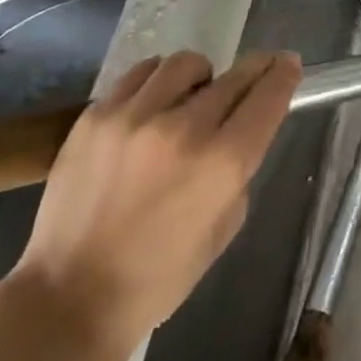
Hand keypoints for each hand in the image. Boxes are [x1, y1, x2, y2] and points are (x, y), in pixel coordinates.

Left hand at [5, 49, 302, 360]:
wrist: (70, 297)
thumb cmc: (160, 276)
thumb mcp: (225, 227)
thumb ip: (239, 170)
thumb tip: (239, 131)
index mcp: (222, 164)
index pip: (267, 98)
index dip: (284, 75)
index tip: (289, 64)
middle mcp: (183, 129)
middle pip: (235, 75)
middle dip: (255, 69)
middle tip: (258, 69)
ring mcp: (135, 117)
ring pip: (186, 63)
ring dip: (202, 76)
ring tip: (193, 95)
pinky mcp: (96, 116)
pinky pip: (140, 75)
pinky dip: (158, 82)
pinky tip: (155, 102)